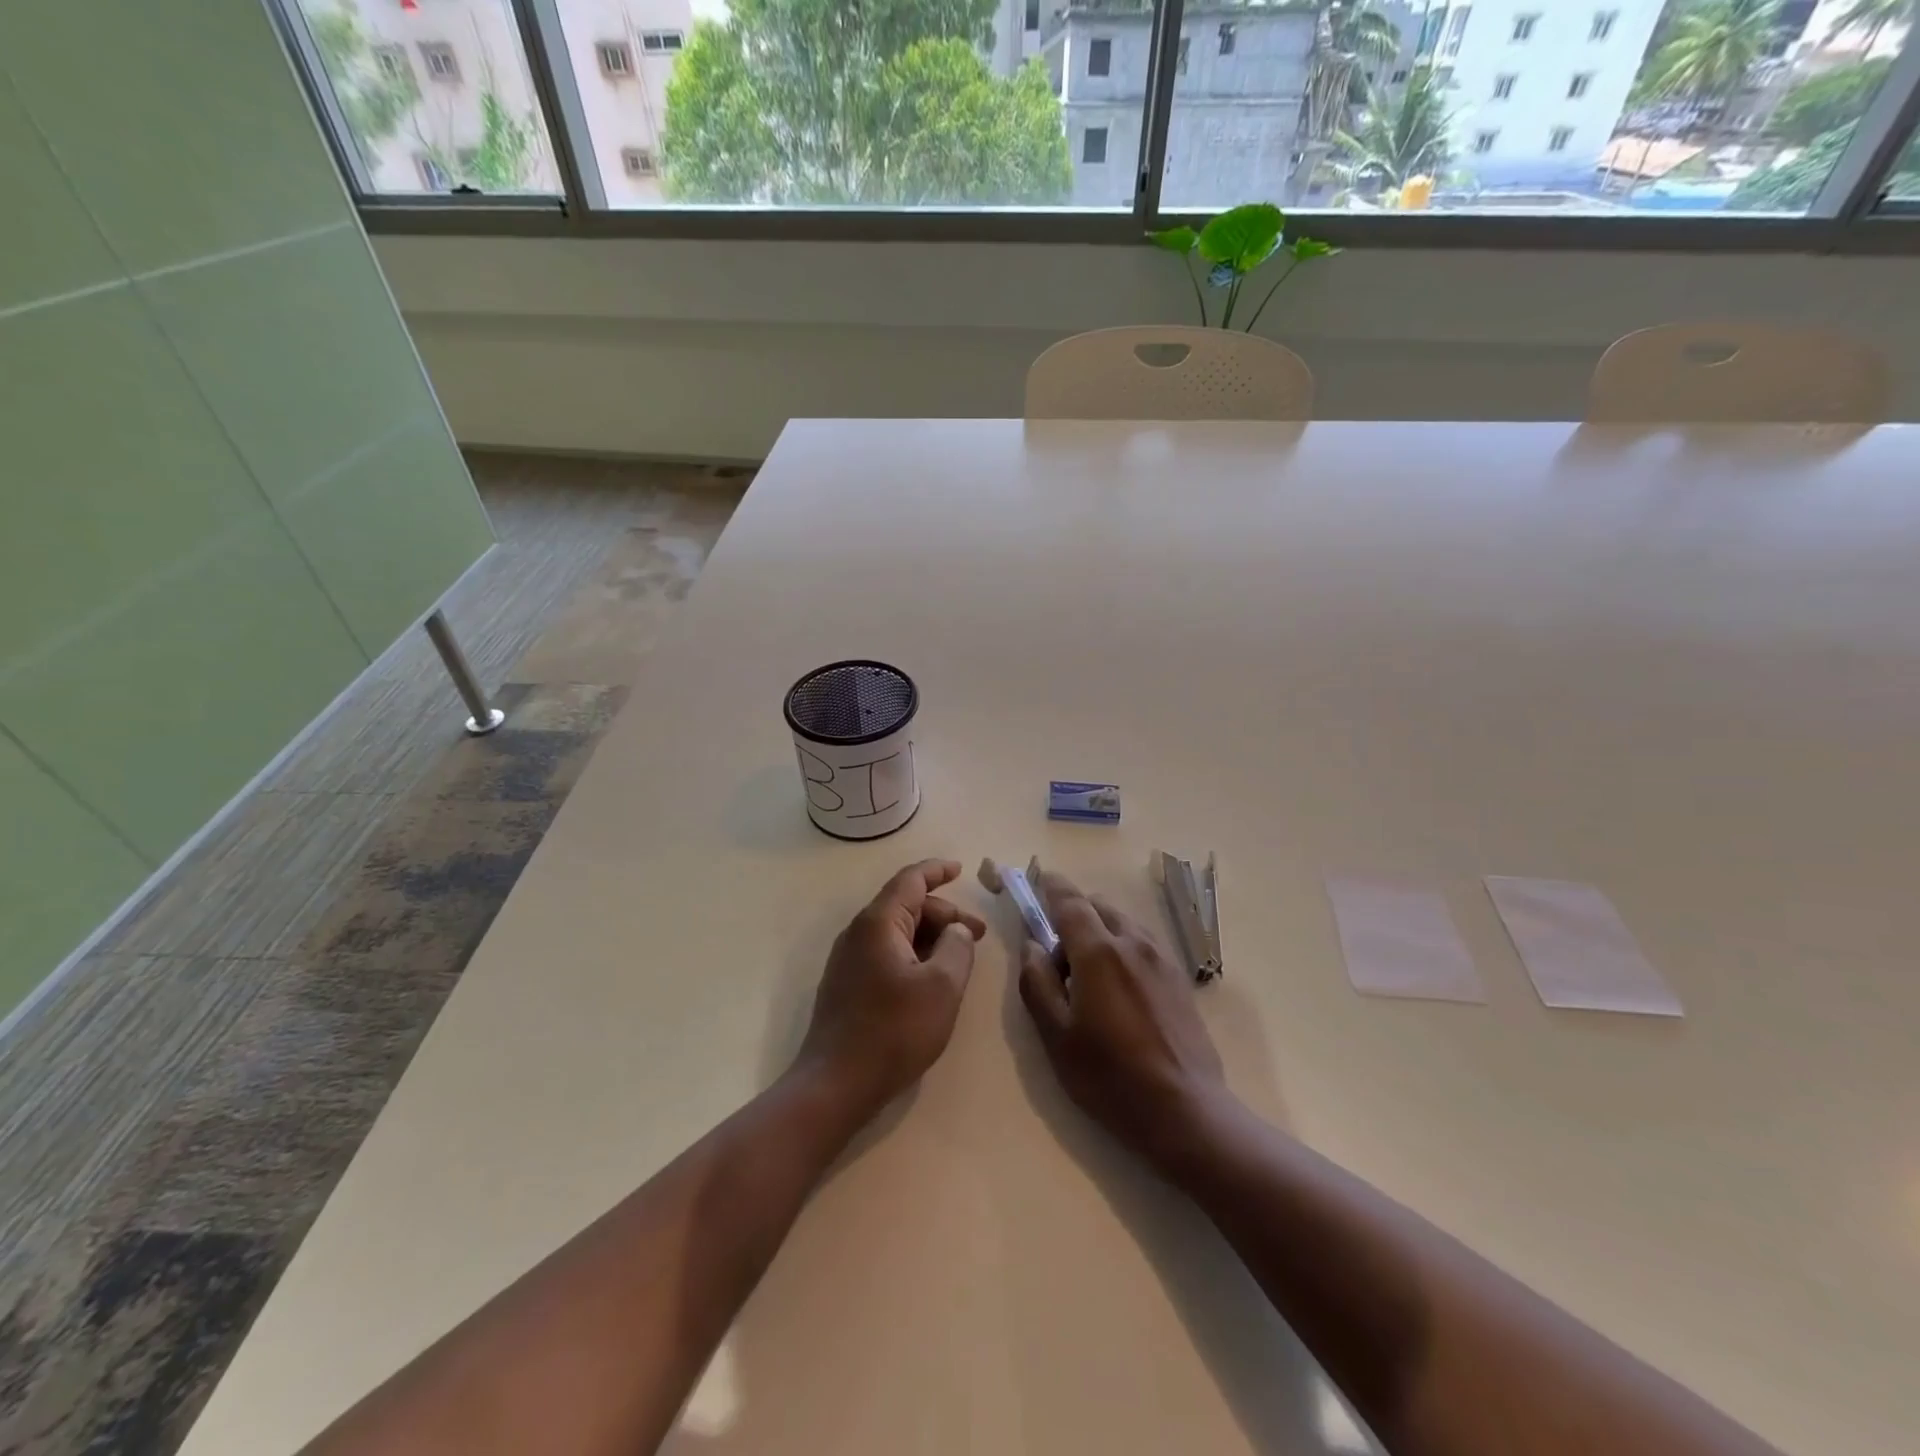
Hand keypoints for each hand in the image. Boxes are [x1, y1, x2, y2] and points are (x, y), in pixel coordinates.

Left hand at [797, 859, 986, 1115]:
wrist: (835, 1084)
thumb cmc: (894, 1031)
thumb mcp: (942, 987)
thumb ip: (958, 947)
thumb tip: (957, 931)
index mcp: (878, 923)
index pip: (910, 880)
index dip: (937, 871)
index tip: (961, 869)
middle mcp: (858, 933)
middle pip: (906, 906)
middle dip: (944, 914)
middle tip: (978, 936)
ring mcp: (849, 960)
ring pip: (897, 932)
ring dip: (931, 937)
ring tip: (961, 960)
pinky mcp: (848, 985)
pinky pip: (887, 954)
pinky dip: (914, 955)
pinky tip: (932, 980)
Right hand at [1017, 870, 1228, 1178]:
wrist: (1185, 1110)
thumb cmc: (1109, 1076)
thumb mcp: (1056, 1036)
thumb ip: (1036, 982)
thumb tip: (1031, 945)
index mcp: (1098, 951)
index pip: (1070, 901)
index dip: (1052, 886)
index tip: (1039, 879)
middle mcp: (1133, 943)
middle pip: (1099, 907)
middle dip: (1075, 912)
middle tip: (1057, 948)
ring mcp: (1161, 959)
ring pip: (1124, 923)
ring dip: (1101, 929)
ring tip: (1088, 972)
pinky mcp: (1179, 978)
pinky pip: (1143, 943)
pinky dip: (1123, 945)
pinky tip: (1118, 985)